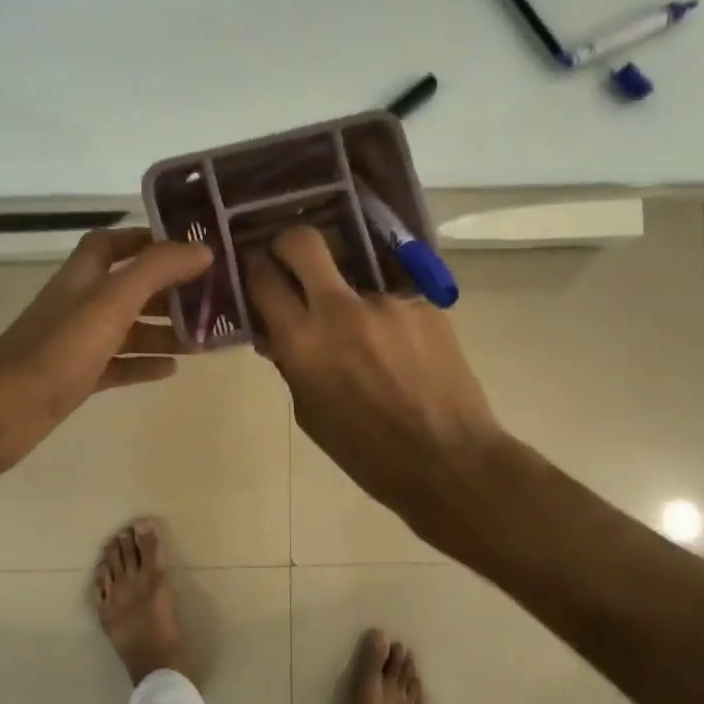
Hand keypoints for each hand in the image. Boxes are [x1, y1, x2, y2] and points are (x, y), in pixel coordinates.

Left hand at [0, 227, 211, 484]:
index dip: (146, 239)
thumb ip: (156, 271)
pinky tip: (172, 370)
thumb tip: (202, 249)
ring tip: (203, 340)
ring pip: (128, 329)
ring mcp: (77, 343)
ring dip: (163, 331)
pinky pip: (119, 364)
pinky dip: (145, 364)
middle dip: (168, 291)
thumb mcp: (111, 302)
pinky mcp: (77, 378)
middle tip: (211, 300)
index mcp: (83, 277)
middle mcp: (80, 304)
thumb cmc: (57, 351)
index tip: (188, 248)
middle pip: (129, 287)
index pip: (112, 243)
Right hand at [245, 226, 504, 521]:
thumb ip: (291, 363)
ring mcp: (388, 301)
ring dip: (347, 295)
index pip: (263, 279)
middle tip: (291, 260)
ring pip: (354, 274)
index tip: (257, 269)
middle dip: (288, 243)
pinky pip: (392, 298)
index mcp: (304, 342)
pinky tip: (402, 350)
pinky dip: (387, 317)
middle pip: (303, 242)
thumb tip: (279, 333)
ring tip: (367, 336)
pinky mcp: (424, 304)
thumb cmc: (368, 453)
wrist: (449, 461)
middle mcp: (342, 309)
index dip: (254, 268)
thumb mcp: (310, 414)